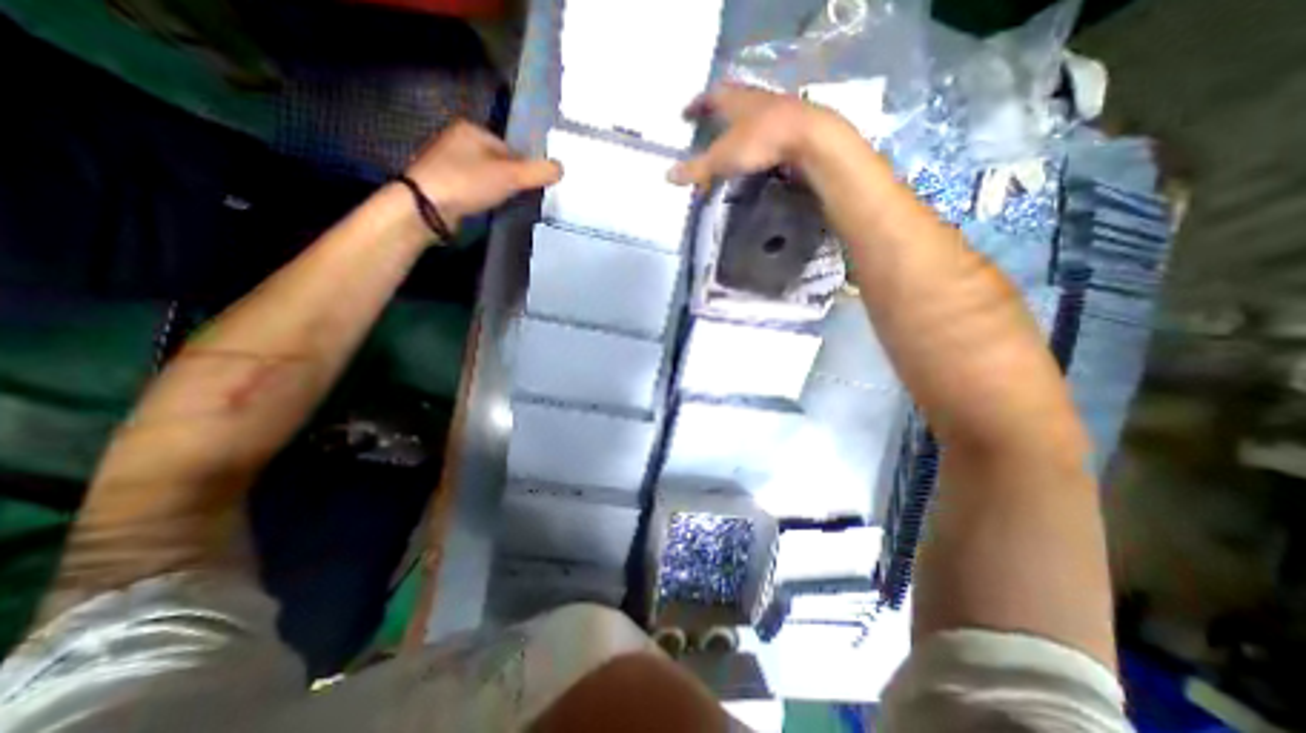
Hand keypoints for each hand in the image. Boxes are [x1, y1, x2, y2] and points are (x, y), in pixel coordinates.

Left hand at [406, 118, 559, 230]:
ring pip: (485, 176)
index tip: (531, 187)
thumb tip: (562, 167)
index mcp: (471, 129)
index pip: (510, 148)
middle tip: (520, 197)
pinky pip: (473, 188)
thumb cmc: (468, 182)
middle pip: (498, 162)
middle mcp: (457, 140)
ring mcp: (447, 162)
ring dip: (497, 190)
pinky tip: (487, 208)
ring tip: (505, 204)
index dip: (524, 168)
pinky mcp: (442, 184)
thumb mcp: (510, 176)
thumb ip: (538, 172)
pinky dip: (482, 197)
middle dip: (511, 179)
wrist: (426, 207)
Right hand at [668, 82, 841, 191]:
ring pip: (750, 115)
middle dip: (717, 113)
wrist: (808, 139)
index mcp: (734, 99)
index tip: (686, 113)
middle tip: (706, 126)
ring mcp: (775, 109)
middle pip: (731, 101)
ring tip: (728, 142)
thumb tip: (667, 176)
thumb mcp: (722, 158)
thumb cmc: (759, 142)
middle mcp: (754, 98)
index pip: (710, 97)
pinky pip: (765, 129)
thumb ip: (696, 168)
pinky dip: (754, 139)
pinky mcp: (790, 125)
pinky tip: (753, 152)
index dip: (696, 105)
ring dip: (737, 126)